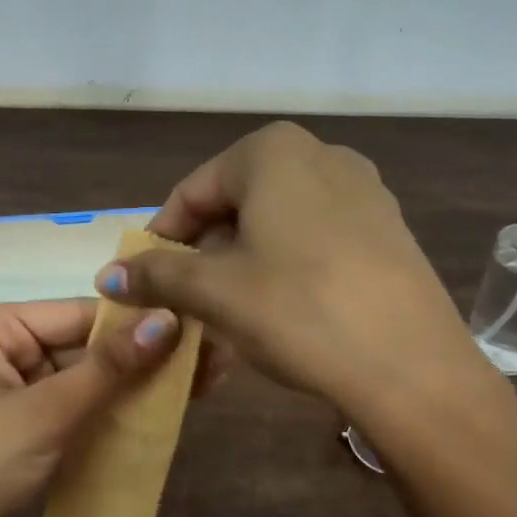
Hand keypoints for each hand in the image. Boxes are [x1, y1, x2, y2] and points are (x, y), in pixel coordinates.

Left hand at [0, 300, 224, 516]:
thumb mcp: (45, 413)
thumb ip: (108, 368)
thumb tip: (170, 319)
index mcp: (2, 325)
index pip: (84, 312)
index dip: (140, 320)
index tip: (201, 328)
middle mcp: (17, 344)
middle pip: (94, 342)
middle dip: (149, 353)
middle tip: (214, 358)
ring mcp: (31, 383)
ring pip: (98, 374)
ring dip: (143, 381)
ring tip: (207, 381)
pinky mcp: (43, 418)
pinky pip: (90, 402)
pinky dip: (124, 406)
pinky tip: (170, 406)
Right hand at [96, 122, 494, 416]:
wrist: (411, 365)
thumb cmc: (297, 309)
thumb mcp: (214, 291)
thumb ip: (156, 274)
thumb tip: (106, 276)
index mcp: (272, 151)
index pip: (193, 192)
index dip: (162, 238)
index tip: (144, 281)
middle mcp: (321, 155)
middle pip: (235, 205)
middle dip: (204, 255)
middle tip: (185, 303)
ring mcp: (363, 190)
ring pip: (275, 224)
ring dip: (241, 265)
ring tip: (227, 313)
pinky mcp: (387, 228)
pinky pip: (315, 239)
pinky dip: (284, 268)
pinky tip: (279, 311)